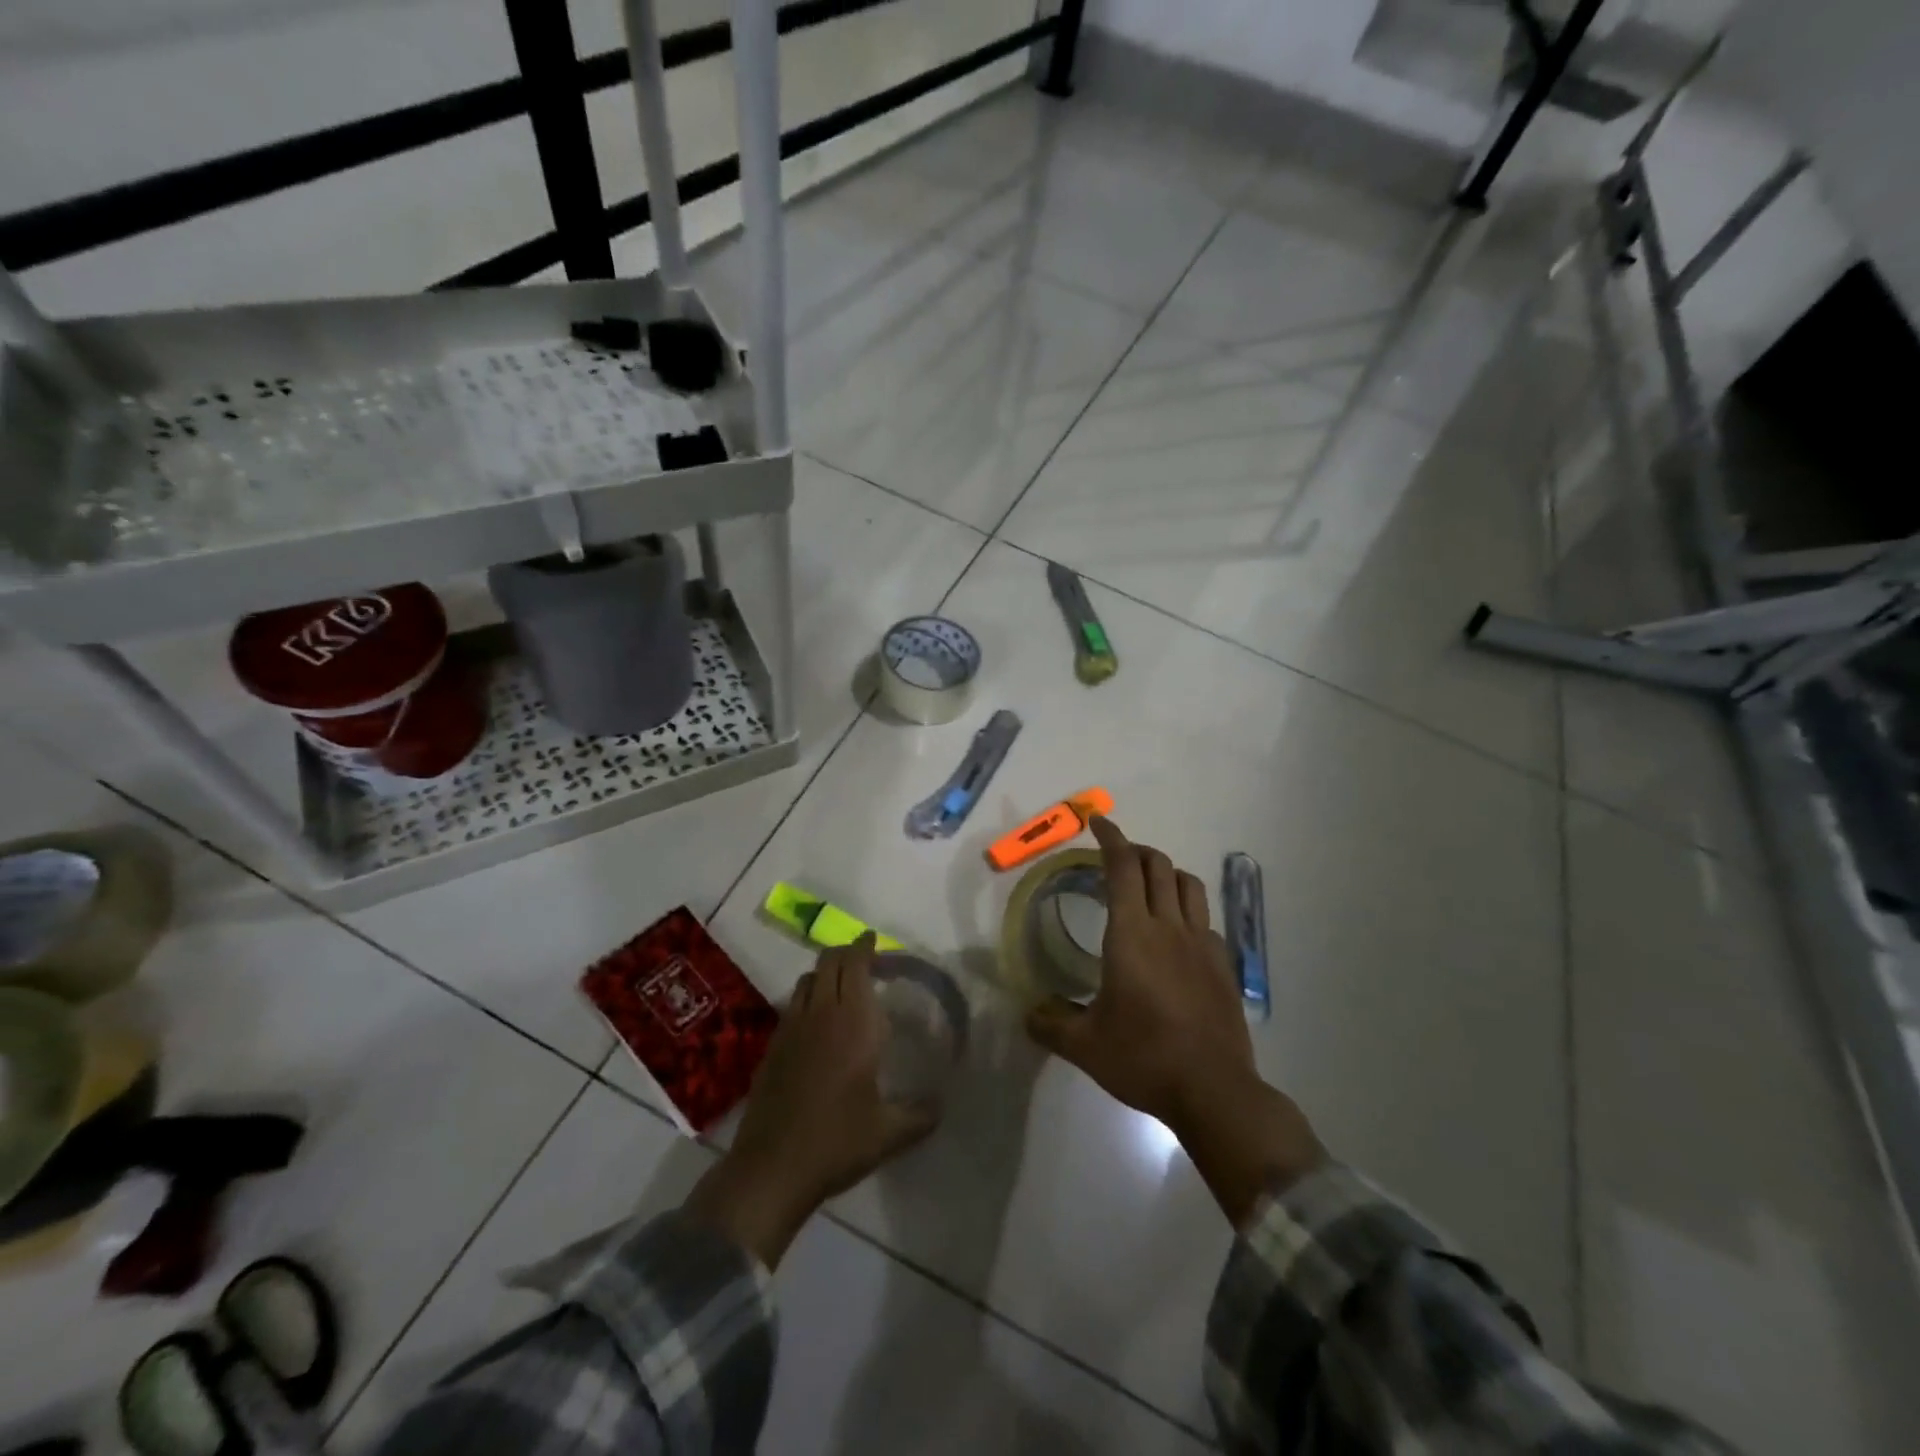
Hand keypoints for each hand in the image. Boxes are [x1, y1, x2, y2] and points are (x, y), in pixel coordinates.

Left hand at [686, 934, 937, 1266]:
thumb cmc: (837, 1142)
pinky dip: (808, 998)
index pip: (856, 965)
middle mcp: (821, 1015)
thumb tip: (943, 1104)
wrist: (772, 1168)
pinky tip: (817, 1023)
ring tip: (841, 986)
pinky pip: (792, 1005)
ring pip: (806, 980)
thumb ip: (921, 1115)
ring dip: (824, 973)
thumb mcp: (890, 1133)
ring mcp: (791, 1029)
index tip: (874, 939)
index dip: (865, 946)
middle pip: (828, 962)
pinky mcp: (772, 1047)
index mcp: (853, 1023)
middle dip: (846, 953)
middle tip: (864, 959)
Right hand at [1026, 817, 1324, 1222]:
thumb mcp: (1085, 1045)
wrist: (1214, 1090)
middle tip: (1114, 856)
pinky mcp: (1222, 965)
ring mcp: (1202, 944)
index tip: (1098, 822)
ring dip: (1165, 872)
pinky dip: (1186, 909)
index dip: (1111, 838)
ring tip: (1147, 885)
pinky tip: (1175, 934)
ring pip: (1188, 884)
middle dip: (1135, 850)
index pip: (1123, 867)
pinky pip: (1204, 918)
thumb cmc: (1143, 1058)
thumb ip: (1051, 1023)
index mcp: (1132, 934)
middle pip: (1158, 865)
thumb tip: (1027, 1013)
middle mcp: (1169, 927)